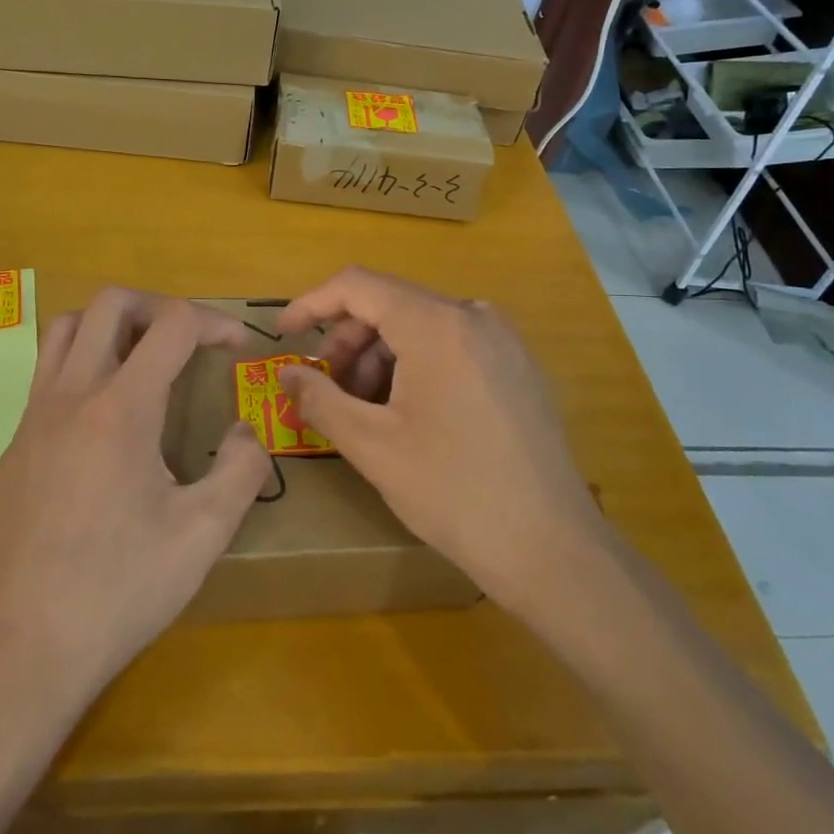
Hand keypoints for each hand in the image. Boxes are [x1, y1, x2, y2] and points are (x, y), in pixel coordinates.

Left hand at [0, 289, 270, 713]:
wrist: (24, 647)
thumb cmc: (121, 588)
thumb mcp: (204, 534)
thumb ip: (242, 469)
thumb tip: (245, 432)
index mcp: (121, 408)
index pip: (171, 324)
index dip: (214, 322)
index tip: (239, 345)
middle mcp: (71, 395)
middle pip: (110, 303)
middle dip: (159, 306)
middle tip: (189, 341)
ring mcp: (33, 417)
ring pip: (66, 327)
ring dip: (112, 325)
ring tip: (145, 360)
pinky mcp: (14, 445)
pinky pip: (47, 372)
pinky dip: (83, 362)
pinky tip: (106, 417)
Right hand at [277, 268, 607, 620]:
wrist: (550, 547)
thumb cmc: (452, 491)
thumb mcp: (372, 446)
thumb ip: (319, 398)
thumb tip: (286, 373)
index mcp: (437, 324)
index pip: (358, 286)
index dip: (312, 305)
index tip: (283, 336)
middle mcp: (474, 315)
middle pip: (390, 305)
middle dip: (348, 342)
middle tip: (326, 389)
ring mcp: (502, 338)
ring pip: (420, 326)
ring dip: (380, 357)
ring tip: (366, 410)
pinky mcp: (516, 364)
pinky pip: (451, 344)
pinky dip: (415, 365)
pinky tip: (407, 413)